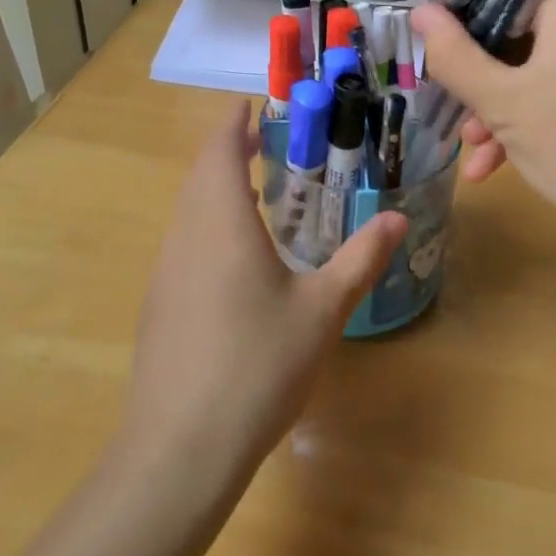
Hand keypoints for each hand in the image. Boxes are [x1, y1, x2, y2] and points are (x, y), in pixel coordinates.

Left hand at [123, 104, 406, 487]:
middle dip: (225, 152)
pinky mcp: (158, 307)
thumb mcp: (322, 311)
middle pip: (199, 177)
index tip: (248, 105)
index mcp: (221, 223)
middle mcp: (185, 237)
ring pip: (186, 212)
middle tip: (261, 144)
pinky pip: (182, 244)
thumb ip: (360, 260)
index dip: (231, 124)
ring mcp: (165, 273)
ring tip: (251, 192)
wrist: (179, 450)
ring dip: (213, 190)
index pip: (219, 152)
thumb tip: (398, 218)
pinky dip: (205, 226)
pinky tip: (232, 258)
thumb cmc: (257, 365)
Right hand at [412, 0, 555, 251]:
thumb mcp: (500, 102)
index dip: (464, 24)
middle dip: (484, 81)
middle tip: (456, 116)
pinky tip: (503, 162)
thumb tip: (420, 12)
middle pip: (522, 33)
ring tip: (475, 154)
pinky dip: (539, 114)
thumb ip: (453, 55)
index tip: (440, 61)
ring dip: (505, 107)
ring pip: (543, 66)